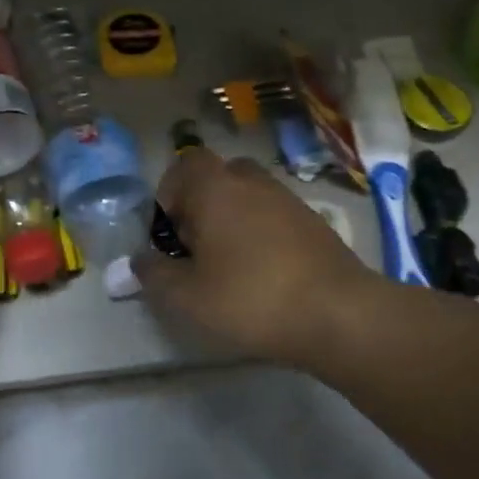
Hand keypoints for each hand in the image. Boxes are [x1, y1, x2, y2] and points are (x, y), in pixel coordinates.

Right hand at [134, 148, 374, 366]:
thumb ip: (155, 275)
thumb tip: (139, 260)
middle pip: (217, 176)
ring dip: (232, 218)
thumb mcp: (188, 297)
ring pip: (247, 194)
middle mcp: (251, 181)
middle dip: (200, 204)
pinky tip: (263, 272)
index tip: (169, 232)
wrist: (339, 314)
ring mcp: (287, 198)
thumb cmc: (251, 299)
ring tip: (228, 262)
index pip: (183, 165)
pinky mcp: (313, 221)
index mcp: (215, 188)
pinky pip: (273, 214)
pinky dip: (261, 232)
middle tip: (196, 245)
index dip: (169, 193)